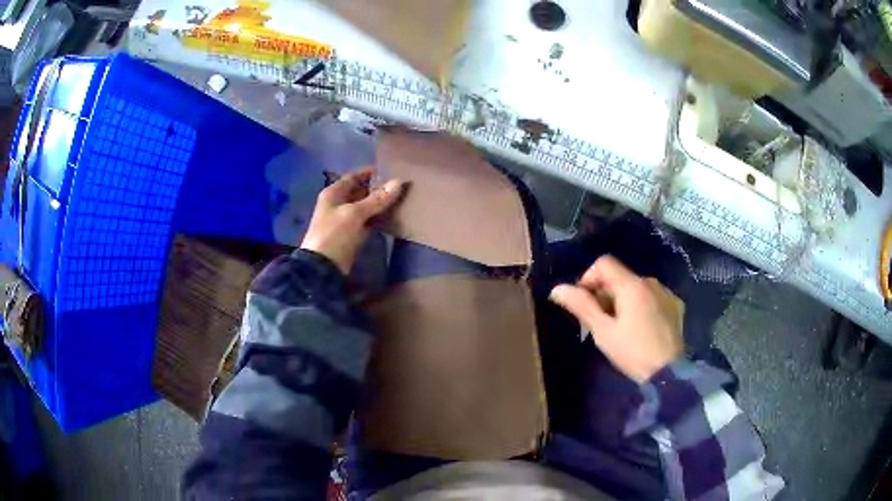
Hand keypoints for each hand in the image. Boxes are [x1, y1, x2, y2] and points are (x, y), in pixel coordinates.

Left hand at [300, 168, 404, 273]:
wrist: (322, 268)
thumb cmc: (334, 234)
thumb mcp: (355, 213)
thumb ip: (377, 199)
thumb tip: (399, 182)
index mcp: (333, 193)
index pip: (353, 177)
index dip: (370, 173)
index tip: (390, 171)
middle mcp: (338, 204)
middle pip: (360, 192)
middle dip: (378, 189)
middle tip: (400, 186)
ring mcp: (344, 220)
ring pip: (365, 207)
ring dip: (380, 205)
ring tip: (401, 199)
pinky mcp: (351, 235)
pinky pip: (367, 222)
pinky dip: (378, 219)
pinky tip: (393, 217)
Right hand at [549, 255, 684, 382]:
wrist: (669, 373)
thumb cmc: (633, 352)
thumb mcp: (603, 332)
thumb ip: (582, 306)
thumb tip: (557, 288)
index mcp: (632, 285)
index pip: (604, 263)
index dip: (588, 278)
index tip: (584, 303)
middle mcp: (651, 281)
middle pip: (620, 276)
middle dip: (606, 294)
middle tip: (601, 322)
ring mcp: (666, 292)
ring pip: (637, 287)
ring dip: (624, 300)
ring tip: (622, 327)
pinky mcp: (676, 305)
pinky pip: (653, 297)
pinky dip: (642, 306)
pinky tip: (642, 328)